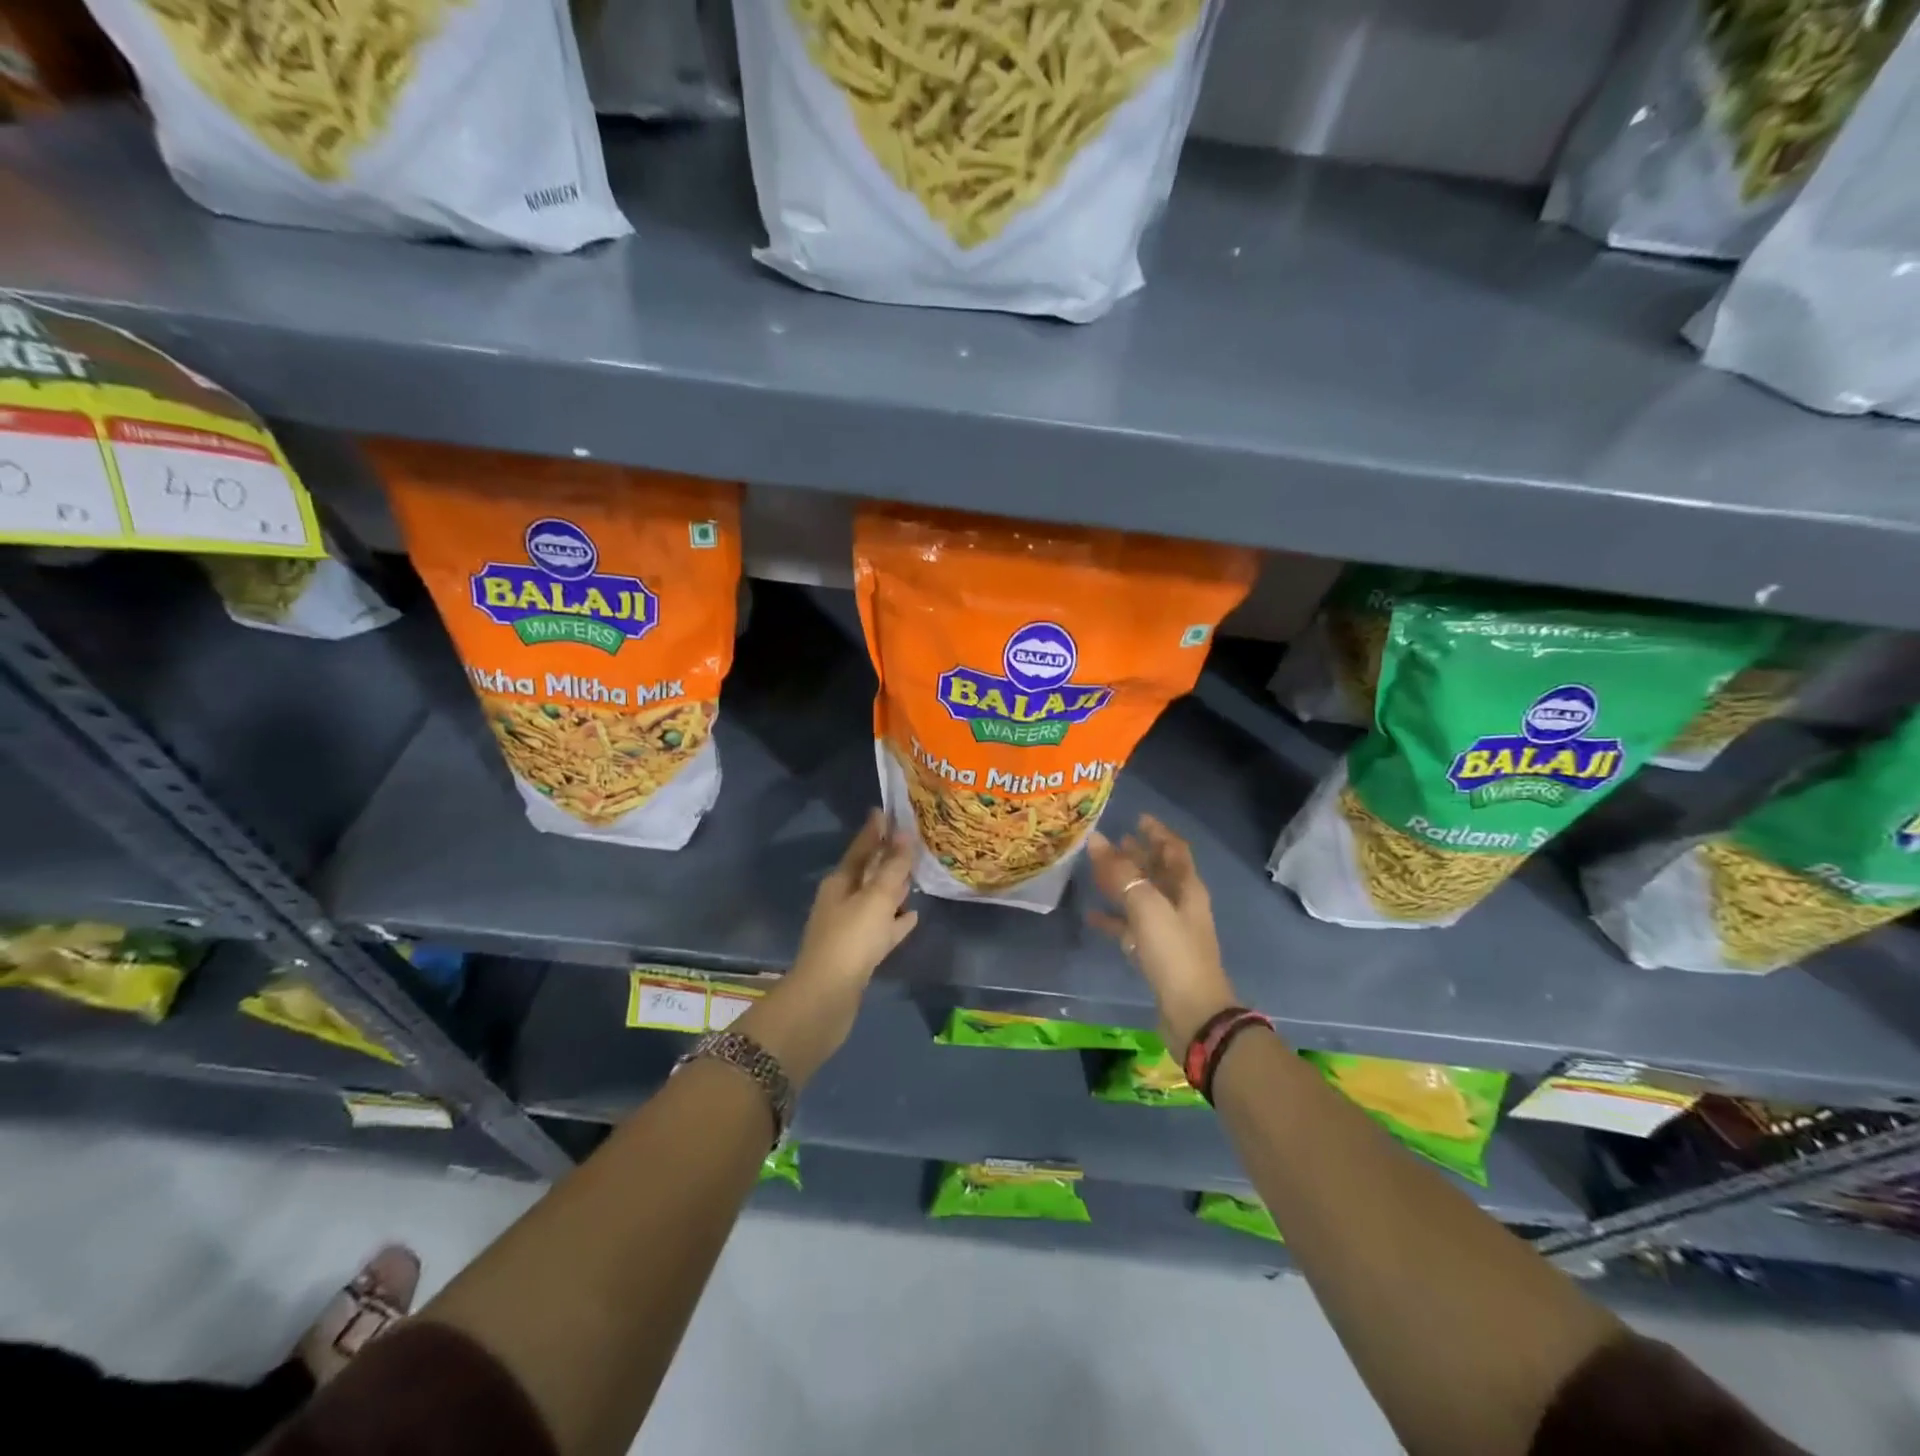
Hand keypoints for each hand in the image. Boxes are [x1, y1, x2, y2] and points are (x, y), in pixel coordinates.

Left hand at [741, 810, 917, 1081]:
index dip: (875, 830)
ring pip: (876, 900)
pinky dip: (896, 921)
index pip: (860, 847)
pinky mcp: (859, 953)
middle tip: (912, 841)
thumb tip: (903, 833)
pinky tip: (913, 917)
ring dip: (894, 889)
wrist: (826, 999)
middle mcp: (842, 900)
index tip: (887, 811)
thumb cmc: (850, 940)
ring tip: (918, 876)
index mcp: (840, 882)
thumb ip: (892, 868)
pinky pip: (882, 928)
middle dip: (888, 857)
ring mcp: (849, 928)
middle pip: (868, 872)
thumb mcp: (876, 899)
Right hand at [1087, 815, 1240, 1051]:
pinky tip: (1092, 917)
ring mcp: (1168, 930)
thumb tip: (1098, 840)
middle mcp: (1180, 904)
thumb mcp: (1147, 907)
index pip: (1174, 849)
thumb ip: (1121, 873)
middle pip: (1158, 871)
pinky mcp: (1156, 954)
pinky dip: (1114, 919)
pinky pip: (1131, 927)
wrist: (1193, 1013)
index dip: (1157, 832)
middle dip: (1137, 854)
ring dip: (1124, 883)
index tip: (1137, 817)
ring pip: (1143, 897)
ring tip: (1097, 870)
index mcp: (1187, 888)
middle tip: (1111, 841)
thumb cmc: (1174, 953)